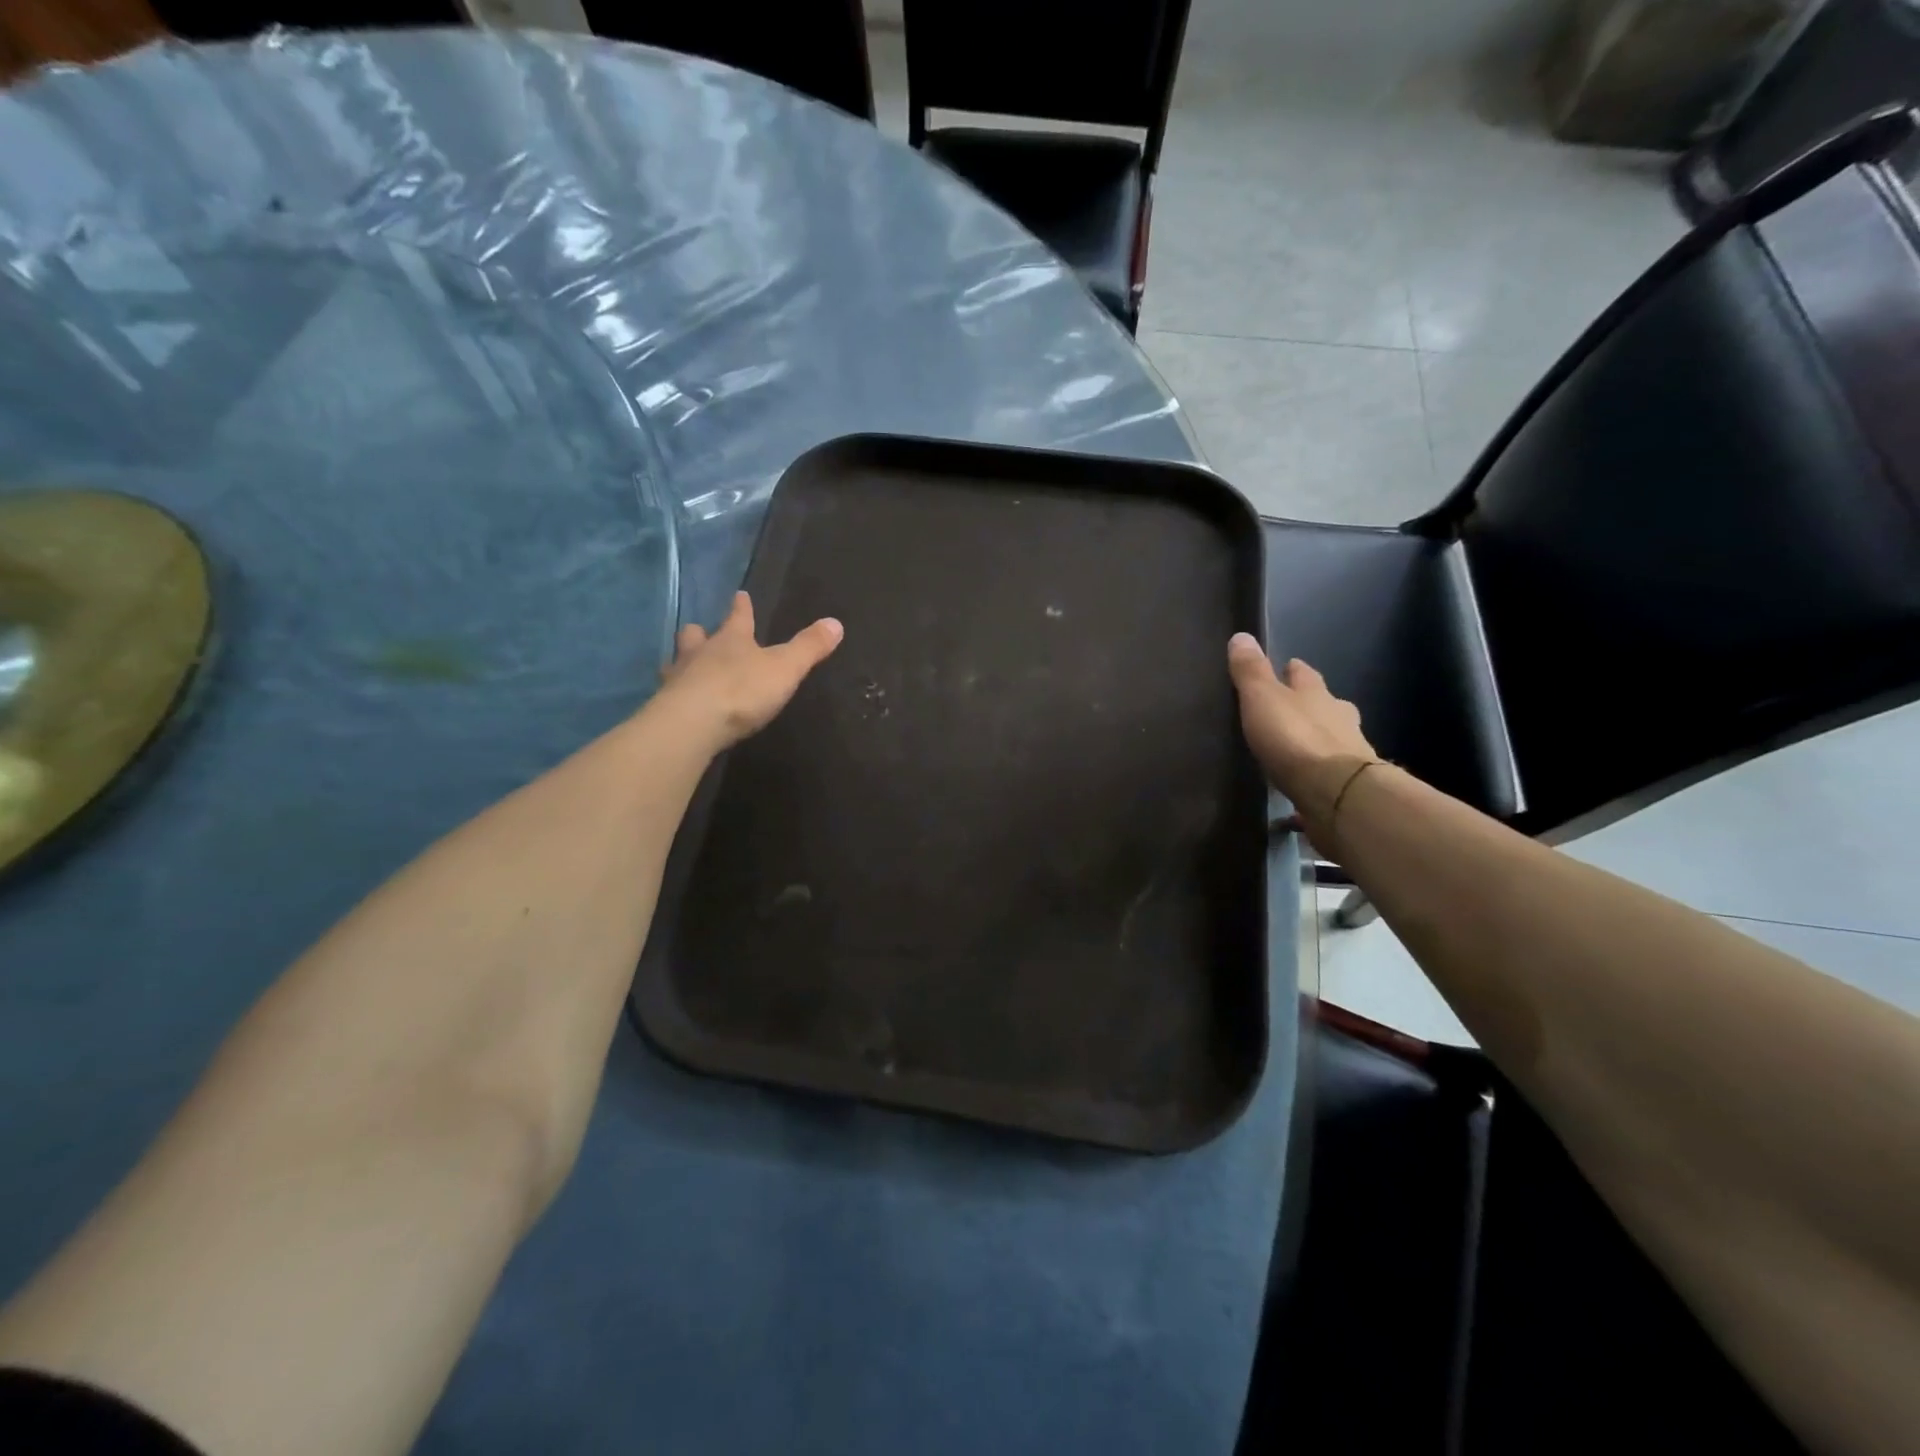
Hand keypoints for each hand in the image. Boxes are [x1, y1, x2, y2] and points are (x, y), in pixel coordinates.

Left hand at [658, 592, 842, 747]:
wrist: (692, 724)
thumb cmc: (742, 690)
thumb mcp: (785, 668)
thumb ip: (809, 647)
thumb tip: (836, 623)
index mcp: (732, 640)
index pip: (738, 617)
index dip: (742, 607)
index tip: (740, 594)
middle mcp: (701, 653)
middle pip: (697, 636)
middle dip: (701, 633)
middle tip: (700, 630)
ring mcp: (679, 679)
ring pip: (677, 661)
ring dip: (682, 661)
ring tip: (683, 666)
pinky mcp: (666, 706)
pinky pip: (669, 693)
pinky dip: (674, 693)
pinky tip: (677, 700)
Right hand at [1227, 635, 1378, 839]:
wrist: (1336, 791)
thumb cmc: (1295, 737)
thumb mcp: (1262, 699)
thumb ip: (1251, 672)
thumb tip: (1241, 635)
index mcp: (1317, 694)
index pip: (1305, 675)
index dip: (1294, 670)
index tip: (1287, 665)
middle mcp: (1338, 718)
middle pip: (1326, 705)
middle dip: (1313, 704)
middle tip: (1294, 707)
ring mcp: (1348, 752)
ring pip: (1333, 738)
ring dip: (1319, 739)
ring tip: (1298, 748)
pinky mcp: (1346, 786)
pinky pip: (1328, 775)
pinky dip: (1317, 775)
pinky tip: (1304, 784)